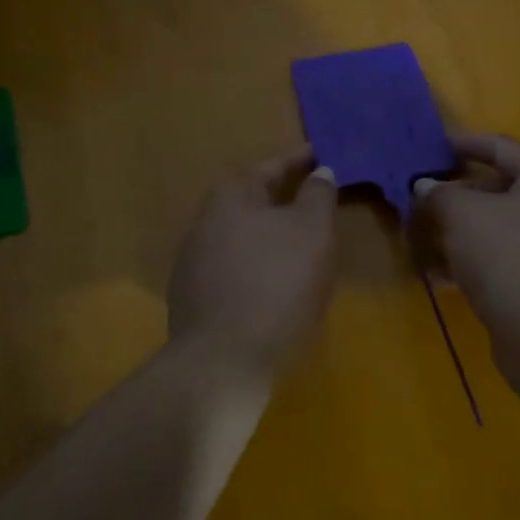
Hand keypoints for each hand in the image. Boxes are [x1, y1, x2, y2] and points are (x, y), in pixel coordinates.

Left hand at [168, 148, 338, 370]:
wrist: (223, 362)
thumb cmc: (276, 285)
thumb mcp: (312, 232)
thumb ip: (318, 195)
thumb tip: (320, 171)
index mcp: (231, 197)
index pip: (272, 167)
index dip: (303, 161)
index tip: (326, 157)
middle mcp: (204, 222)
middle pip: (252, 201)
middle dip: (284, 199)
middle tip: (317, 201)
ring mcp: (193, 262)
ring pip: (242, 237)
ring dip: (270, 236)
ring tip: (301, 245)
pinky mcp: (193, 299)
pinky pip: (234, 269)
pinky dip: (258, 267)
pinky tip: (275, 284)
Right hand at [413, 134, 519, 339]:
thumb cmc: (507, 253)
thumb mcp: (462, 214)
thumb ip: (439, 194)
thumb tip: (425, 187)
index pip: (501, 146)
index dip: (466, 143)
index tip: (434, 146)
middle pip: (498, 191)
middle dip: (456, 194)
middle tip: (421, 197)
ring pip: (495, 230)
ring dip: (458, 232)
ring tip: (422, 238)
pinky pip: (499, 262)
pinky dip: (470, 263)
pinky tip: (439, 277)